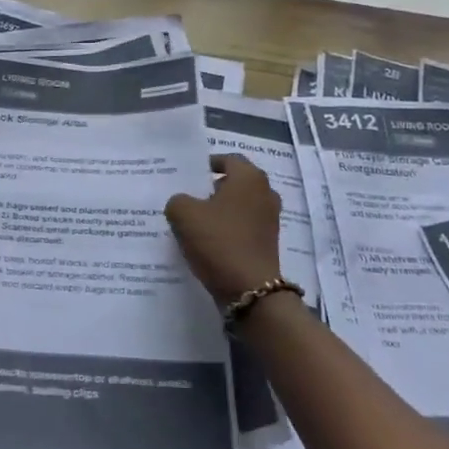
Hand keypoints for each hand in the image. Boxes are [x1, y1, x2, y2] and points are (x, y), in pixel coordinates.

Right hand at [165, 154, 283, 302]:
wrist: (250, 289)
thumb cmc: (218, 241)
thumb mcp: (183, 214)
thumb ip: (178, 200)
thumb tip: (184, 203)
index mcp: (249, 178)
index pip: (227, 159)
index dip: (206, 164)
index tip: (187, 176)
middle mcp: (265, 193)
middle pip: (234, 182)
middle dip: (211, 188)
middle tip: (187, 197)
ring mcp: (270, 219)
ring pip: (238, 205)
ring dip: (219, 210)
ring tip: (194, 221)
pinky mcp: (268, 242)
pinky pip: (243, 226)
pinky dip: (227, 228)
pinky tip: (207, 241)